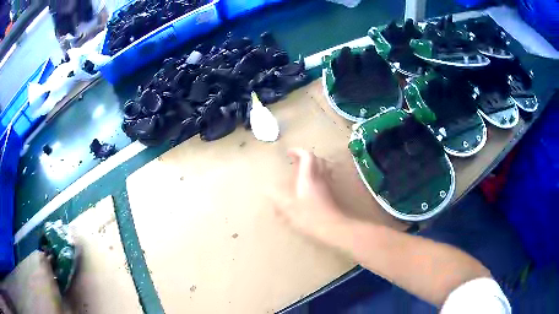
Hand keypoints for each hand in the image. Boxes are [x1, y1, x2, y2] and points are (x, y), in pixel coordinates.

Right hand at [272, 148, 354, 248]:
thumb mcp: (290, 209)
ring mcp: (328, 184)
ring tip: (305, 169)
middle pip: (317, 159)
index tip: (289, 153)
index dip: (298, 151)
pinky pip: (327, 175)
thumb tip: (266, 189)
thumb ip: (277, 198)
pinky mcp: (332, 191)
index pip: (307, 156)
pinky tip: (314, 183)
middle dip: (306, 156)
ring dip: (314, 163)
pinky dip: (320, 173)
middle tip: (296, 161)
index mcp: (308, 178)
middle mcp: (320, 177)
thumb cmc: (310, 217)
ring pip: (324, 166)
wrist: (333, 226)